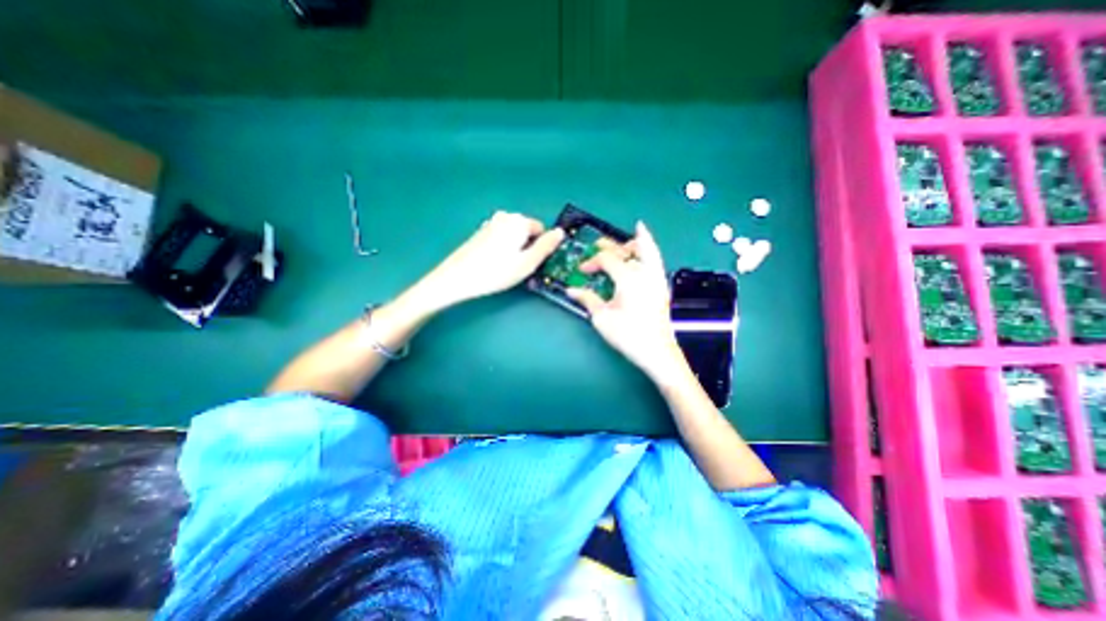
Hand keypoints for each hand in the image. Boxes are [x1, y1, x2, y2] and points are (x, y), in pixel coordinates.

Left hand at [423, 212, 564, 307]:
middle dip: (527, 247)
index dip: (541, 248)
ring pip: (514, 236)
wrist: (457, 278)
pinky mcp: (480, 233)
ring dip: (515, 249)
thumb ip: (546, 246)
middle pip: (527, 232)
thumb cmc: (496, 272)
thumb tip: (560, 232)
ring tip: (505, 267)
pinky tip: (494, 264)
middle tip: (519, 267)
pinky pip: (501, 238)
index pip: (541, 230)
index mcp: (519, 221)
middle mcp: (505, 216)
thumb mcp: (527, 263)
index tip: (533, 263)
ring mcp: (490, 223)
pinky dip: (502, 249)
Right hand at [566, 221, 688, 380]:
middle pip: (626, 250)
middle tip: (597, 245)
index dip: (592, 262)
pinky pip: (657, 259)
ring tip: (630, 235)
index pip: (607, 260)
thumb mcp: (602, 318)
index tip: (582, 270)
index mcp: (628, 278)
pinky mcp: (661, 286)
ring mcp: (656, 278)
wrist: (657, 352)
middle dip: (610, 246)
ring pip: (648, 249)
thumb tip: (571, 290)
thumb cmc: (628, 336)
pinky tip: (647, 245)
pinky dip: (651, 248)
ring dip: (635, 242)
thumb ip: (587, 299)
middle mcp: (644, 272)